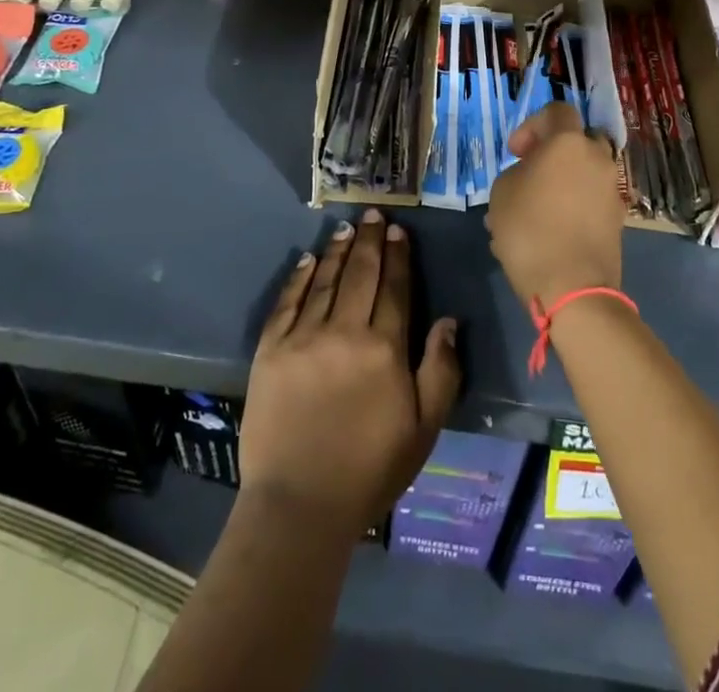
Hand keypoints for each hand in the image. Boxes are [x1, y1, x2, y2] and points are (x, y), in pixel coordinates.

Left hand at [240, 209, 460, 534]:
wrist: (299, 505)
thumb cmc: (370, 469)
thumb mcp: (424, 428)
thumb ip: (441, 370)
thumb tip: (448, 320)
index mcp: (384, 348)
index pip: (394, 287)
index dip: (398, 256)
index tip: (398, 231)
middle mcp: (344, 330)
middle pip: (360, 273)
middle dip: (369, 240)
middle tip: (373, 213)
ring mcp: (303, 337)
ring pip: (325, 279)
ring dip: (337, 250)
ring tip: (346, 227)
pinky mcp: (270, 349)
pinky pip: (287, 301)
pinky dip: (299, 276)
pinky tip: (307, 258)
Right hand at [487, 103, 624, 308]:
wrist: (573, 287)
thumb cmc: (529, 230)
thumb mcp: (502, 192)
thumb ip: (517, 172)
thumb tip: (531, 177)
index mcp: (569, 143)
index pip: (557, 111)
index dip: (533, 125)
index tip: (516, 152)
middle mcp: (598, 158)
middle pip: (577, 141)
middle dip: (553, 152)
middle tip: (530, 174)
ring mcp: (612, 190)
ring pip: (585, 171)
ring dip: (565, 180)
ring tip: (537, 208)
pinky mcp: (618, 219)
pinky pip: (592, 198)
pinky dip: (575, 204)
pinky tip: (553, 230)